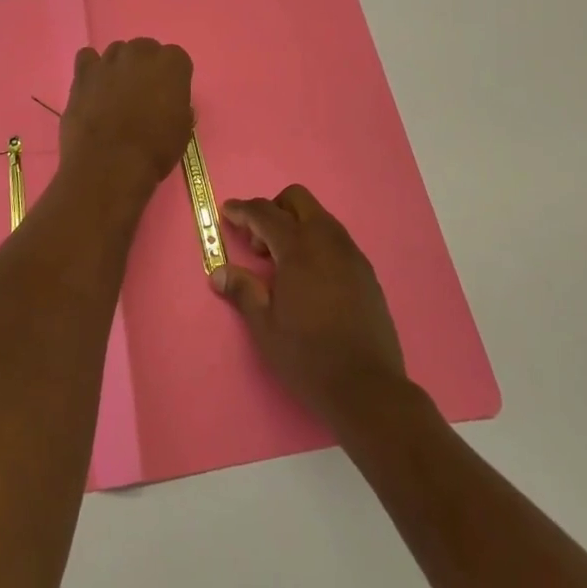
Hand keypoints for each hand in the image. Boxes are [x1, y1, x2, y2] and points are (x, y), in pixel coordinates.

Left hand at [58, 39, 193, 195]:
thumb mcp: (182, 130)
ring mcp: (109, 60)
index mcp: (172, 64)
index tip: (169, 95)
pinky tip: (93, 85)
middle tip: (142, 93)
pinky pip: (87, 57)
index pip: (176, 58)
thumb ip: (178, 106)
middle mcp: (141, 53)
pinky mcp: (83, 72)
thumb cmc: (154, 150)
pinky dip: (91, 67)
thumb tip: (170, 103)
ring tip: (115, 92)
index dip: (172, 77)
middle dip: (145, 66)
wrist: (109, 163)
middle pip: (145, 49)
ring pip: (117, 51)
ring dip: (119, 66)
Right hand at [213, 185, 408, 425]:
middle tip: (258, 244)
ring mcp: (351, 254)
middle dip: (273, 210)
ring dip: (296, 226)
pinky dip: (316, 243)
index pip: (265, 213)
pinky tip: (309, 279)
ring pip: (320, 218)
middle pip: (297, 200)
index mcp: (300, 248)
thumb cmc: (308, 356)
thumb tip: (219, 272)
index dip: (243, 210)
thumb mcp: (265, 326)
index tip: (227, 212)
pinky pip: (336, 240)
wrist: (367, 388)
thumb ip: (243, 290)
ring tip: (282, 265)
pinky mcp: (366, 272)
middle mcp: (328, 240)